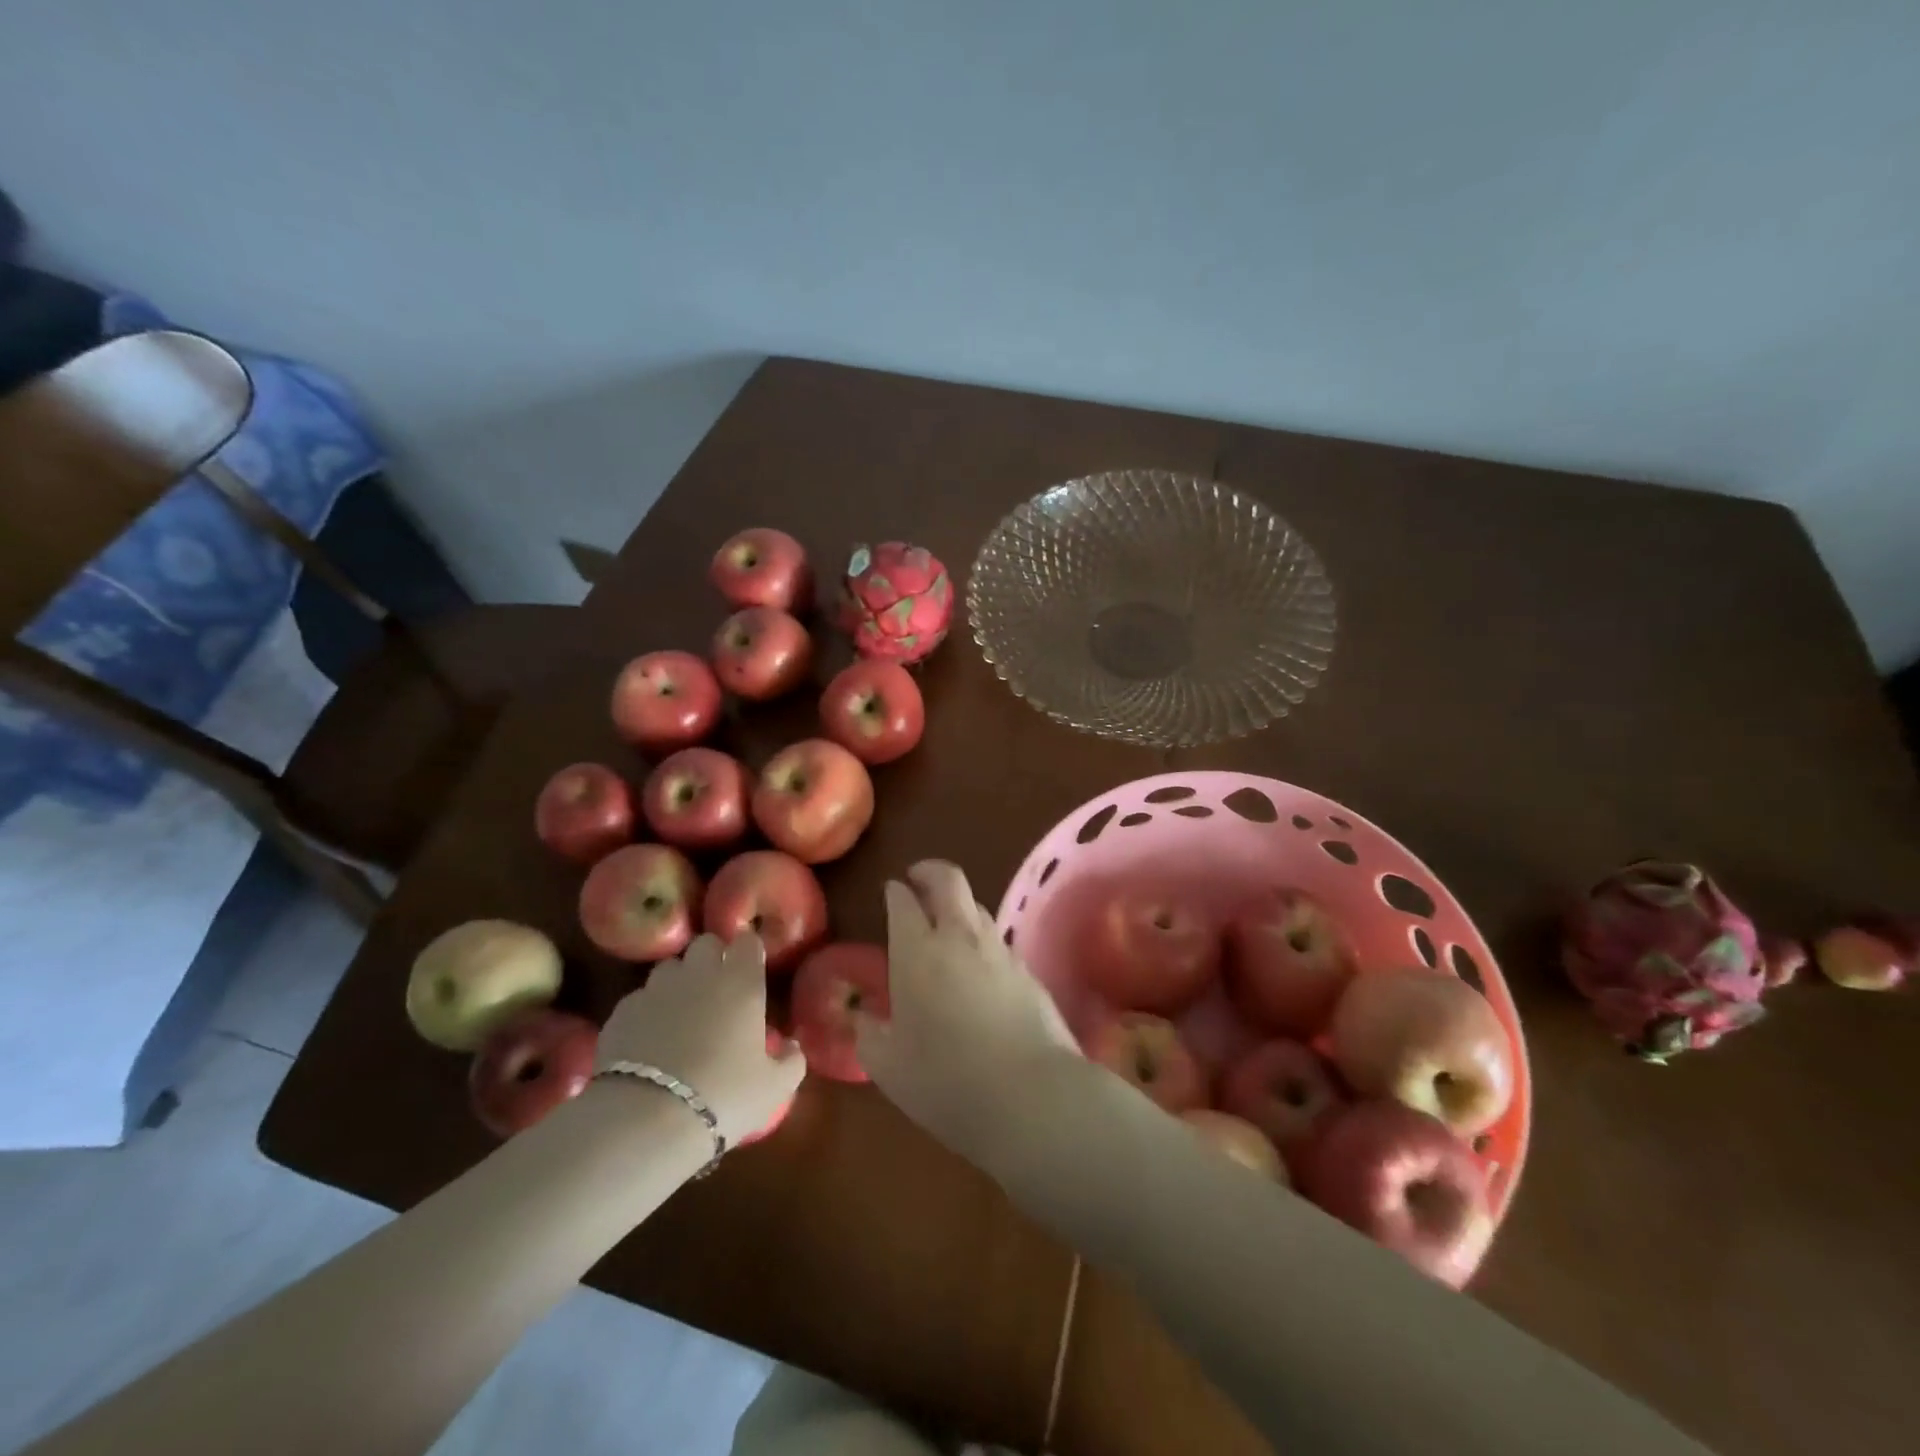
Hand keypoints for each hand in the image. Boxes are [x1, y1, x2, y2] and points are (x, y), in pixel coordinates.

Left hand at [597, 933, 804, 1145]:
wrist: (647, 1121)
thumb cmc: (724, 1097)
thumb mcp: (775, 1088)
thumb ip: (791, 1061)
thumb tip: (792, 1046)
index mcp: (742, 983)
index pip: (748, 942)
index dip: (750, 952)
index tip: (752, 970)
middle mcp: (700, 974)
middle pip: (706, 943)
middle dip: (713, 958)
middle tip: (718, 990)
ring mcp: (657, 989)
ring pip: (670, 967)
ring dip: (679, 981)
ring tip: (682, 1013)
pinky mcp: (622, 1011)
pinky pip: (640, 998)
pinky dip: (649, 1010)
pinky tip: (650, 1040)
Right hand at [855, 861, 1078, 1169]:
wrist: (1032, 1096)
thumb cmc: (946, 1081)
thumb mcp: (888, 1066)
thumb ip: (869, 1034)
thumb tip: (863, 1016)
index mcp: (917, 951)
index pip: (903, 902)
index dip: (895, 892)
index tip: (891, 890)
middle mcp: (959, 938)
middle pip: (948, 880)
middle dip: (929, 871)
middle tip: (917, 878)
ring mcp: (999, 951)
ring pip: (977, 907)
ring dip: (958, 906)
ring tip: (946, 926)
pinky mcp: (1029, 971)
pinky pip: (998, 941)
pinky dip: (982, 941)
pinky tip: (978, 969)